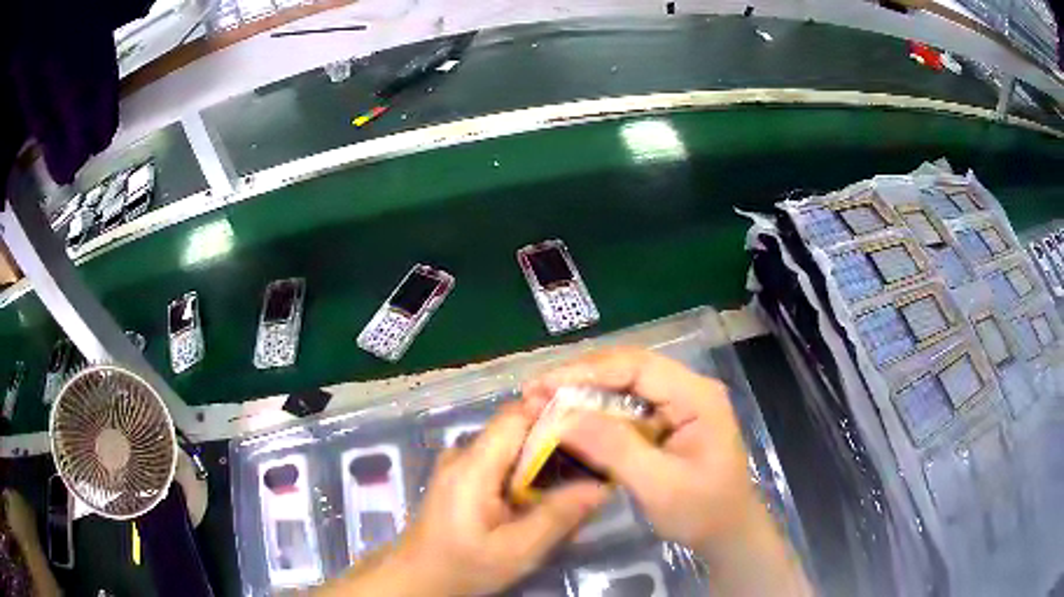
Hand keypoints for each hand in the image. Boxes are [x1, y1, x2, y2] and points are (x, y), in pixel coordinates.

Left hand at [384, 404, 608, 595]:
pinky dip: (526, 476)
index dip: (555, 413)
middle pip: (518, 430)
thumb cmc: (463, 566)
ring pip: (512, 447)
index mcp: (473, 465)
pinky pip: (501, 463)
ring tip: (573, 488)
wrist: (418, 578)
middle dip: (557, 445)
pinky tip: (540, 502)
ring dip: (543, 464)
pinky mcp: (461, 477)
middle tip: (591, 469)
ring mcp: (460, 464)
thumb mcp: (517, 550)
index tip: (593, 428)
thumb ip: (558, 517)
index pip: (517, 414)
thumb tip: (601, 486)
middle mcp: (464, 453)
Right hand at [522, 347, 757, 550]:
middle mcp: (687, 389)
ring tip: (543, 402)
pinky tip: (570, 420)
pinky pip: (625, 407)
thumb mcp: (660, 485)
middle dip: (580, 378)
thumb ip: (615, 449)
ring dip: (583, 393)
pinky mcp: (666, 421)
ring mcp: (677, 404)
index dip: (587, 371)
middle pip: (627, 368)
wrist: (727, 532)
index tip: (543, 386)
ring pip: (623, 385)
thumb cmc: (703, 512)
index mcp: (697, 396)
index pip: (637, 367)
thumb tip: (563, 417)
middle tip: (535, 393)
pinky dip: (595, 412)